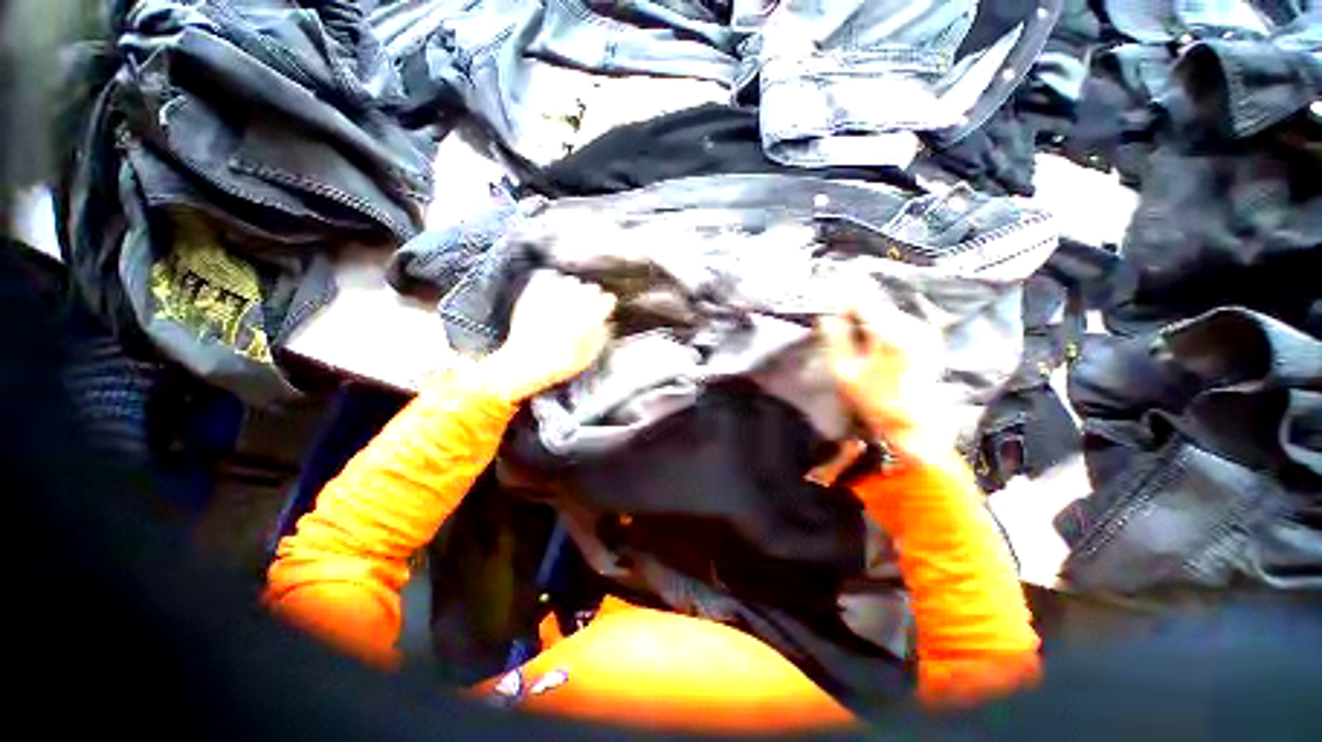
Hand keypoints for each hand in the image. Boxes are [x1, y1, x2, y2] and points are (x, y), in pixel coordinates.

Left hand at [481, 271, 616, 402]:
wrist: (526, 362)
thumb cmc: (560, 363)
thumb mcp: (590, 355)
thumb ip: (602, 335)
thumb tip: (605, 323)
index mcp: (593, 315)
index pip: (608, 299)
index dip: (606, 307)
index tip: (603, 311)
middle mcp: (576, 300)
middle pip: (592, 288)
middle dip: (591, 298)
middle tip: (585, 310)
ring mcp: (555, 294)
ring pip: (572, 281)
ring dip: (573, 290)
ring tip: (568, 303)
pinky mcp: (535, 292)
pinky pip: (548, 276)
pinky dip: (552, 281)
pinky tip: (552, 292)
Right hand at [818, 295, 952, 458]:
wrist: (914, 425)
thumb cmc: (876, 401)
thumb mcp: (845, 372)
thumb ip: (835, 339)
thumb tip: (825, 317)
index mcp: (894, 332)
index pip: (861, 303)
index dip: (840, 307)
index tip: (827, 318)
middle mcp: (914, 325)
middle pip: (875, 306)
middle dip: (853, 314)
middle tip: (836, 329)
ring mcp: (925, 332)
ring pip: (886, 313)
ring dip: (867, 321)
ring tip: (851, 337)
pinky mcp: (929, 340)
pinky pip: (898, 323)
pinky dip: (881, 329)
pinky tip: (871, 345)